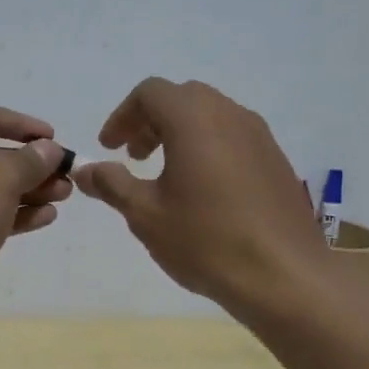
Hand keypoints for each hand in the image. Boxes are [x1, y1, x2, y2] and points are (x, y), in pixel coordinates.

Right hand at [74, 78, 324, 313]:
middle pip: (182, 98)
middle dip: (151, 121)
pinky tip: (202, 191)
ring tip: (165, 175)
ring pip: (210, 115)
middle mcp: (229, 115)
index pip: (150, 93)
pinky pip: (234, 137)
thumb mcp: (145, 215)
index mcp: (194, 119)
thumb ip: (112, 184)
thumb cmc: (206, 240)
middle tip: (134, 157)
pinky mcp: (276, 160)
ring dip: (180, 133)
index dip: (122, 116)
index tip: (110, 148)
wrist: (284, 276)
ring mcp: (259, 136)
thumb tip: (85, 170)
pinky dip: (208, 147)